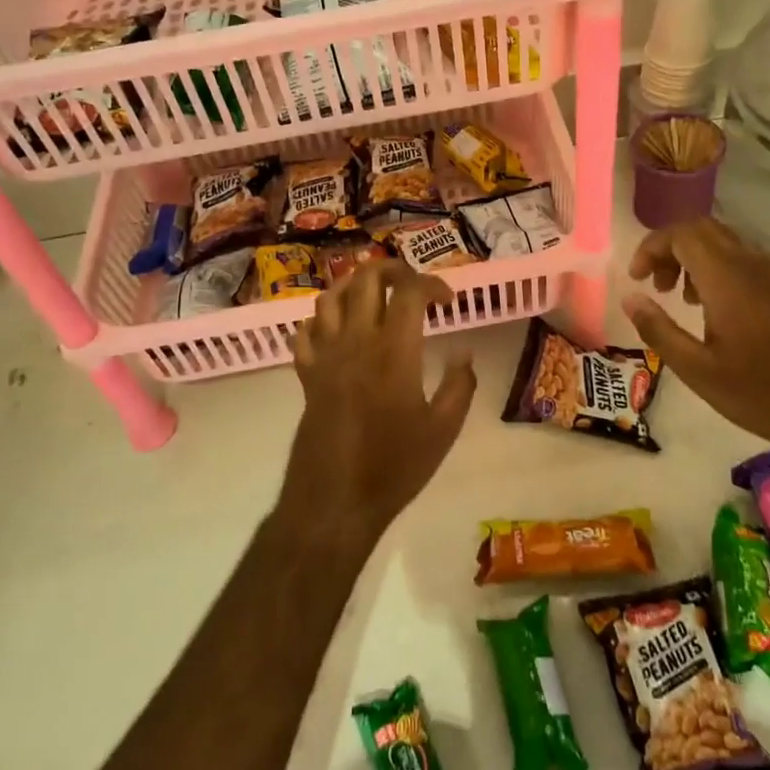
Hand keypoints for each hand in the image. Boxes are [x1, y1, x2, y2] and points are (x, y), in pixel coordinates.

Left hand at [285, 260, 477, 545]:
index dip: (432, 284)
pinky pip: (306, 331)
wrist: (334, 501)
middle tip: (412, 285)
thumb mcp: (443, 430)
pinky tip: (339, 331)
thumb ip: (460, 384)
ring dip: (354, 286)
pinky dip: (322, 320)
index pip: (409, 291)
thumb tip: (464, 350)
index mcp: (394, 350)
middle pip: (365, 278)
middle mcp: (355, 341)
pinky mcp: (306, 375)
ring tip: (375, 297)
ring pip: (330, 296)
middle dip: (391, 269)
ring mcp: (325, 356)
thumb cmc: (394, 467)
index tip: (448, 302)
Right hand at [621, 218, 769, 460]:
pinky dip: (720, 266)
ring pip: (725, 241)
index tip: (636, 279)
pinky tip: (716, 301)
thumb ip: (658, 330)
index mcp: (727, 280)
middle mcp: (750, 267)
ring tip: (680, 298)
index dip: (651, 247)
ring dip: (694, 257)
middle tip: (654, 284)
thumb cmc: (759, 394)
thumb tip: (630, 298)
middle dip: (670, 247)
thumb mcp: (696, 370)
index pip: (682, 234)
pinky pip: (746, 259)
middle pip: (703, 229)